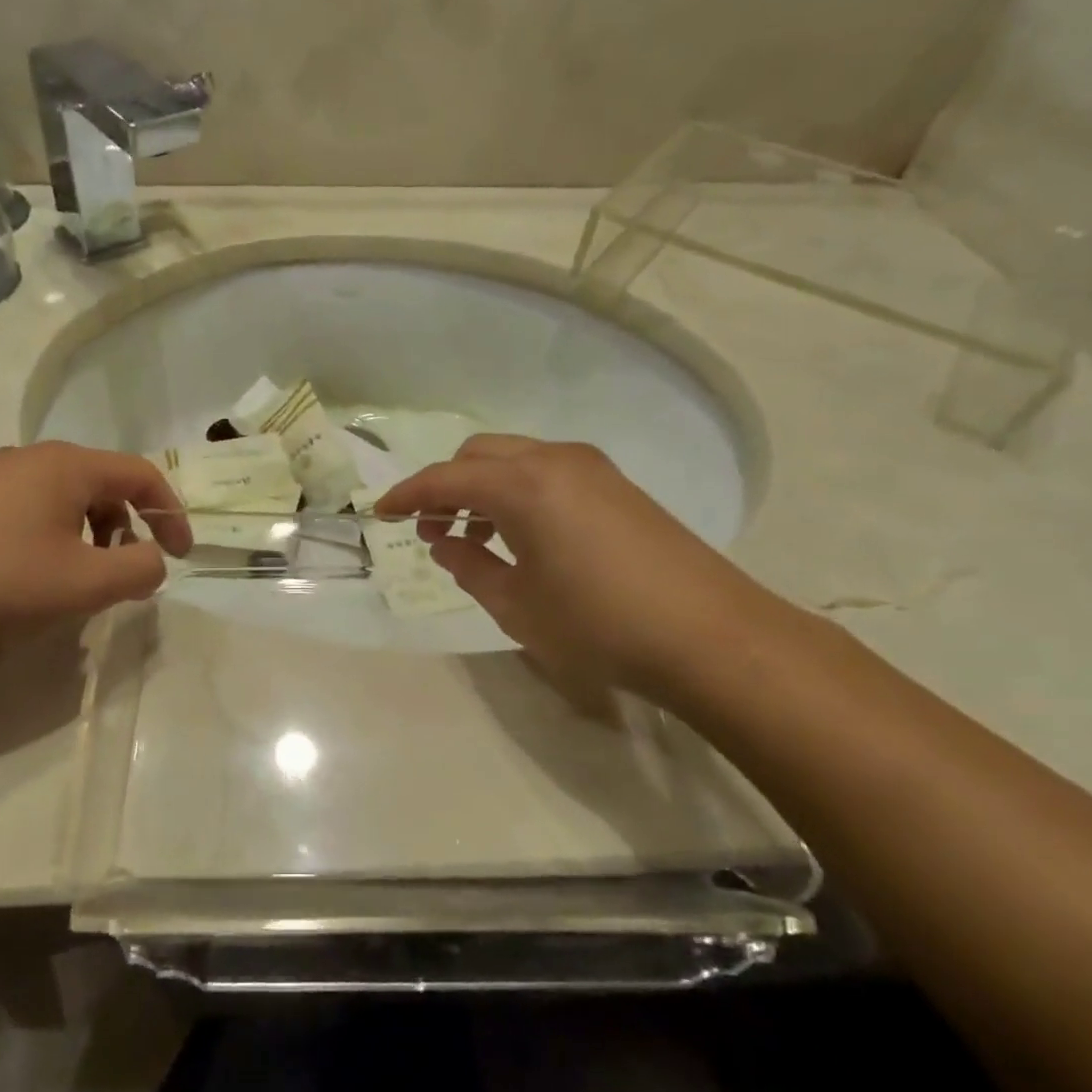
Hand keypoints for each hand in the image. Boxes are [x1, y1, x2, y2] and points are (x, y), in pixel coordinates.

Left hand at [0, 442, 191, 649]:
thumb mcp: (81, 584)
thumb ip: (137, 570)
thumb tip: (151, 560)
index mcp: (67, 466)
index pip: (142, 474)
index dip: (172, 514)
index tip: (179, 556)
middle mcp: (30, 458)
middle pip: (102, 486)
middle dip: (125, 530)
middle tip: (118, 577)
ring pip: (62, 500)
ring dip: (85, 538)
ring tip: (70, 584)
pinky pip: (25, 511)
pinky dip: (47, 540)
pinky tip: (21, 580)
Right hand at [376, 435, 774, 705]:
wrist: (710, 636)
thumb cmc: (598, 625)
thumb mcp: (516, 605)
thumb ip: (469, 566)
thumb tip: (444, 542)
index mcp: (521, 485)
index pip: (444, 479)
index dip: (406, 495)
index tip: (380, 514)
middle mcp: (553, 460)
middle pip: (477, 455)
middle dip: (444, 486)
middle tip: (430, 530)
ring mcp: (591, 468)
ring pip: (514, 459)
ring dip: (482, 487)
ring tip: (474, 537)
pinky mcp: (616, 485)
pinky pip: (546, 471)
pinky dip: (517, 490)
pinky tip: (521, 534)